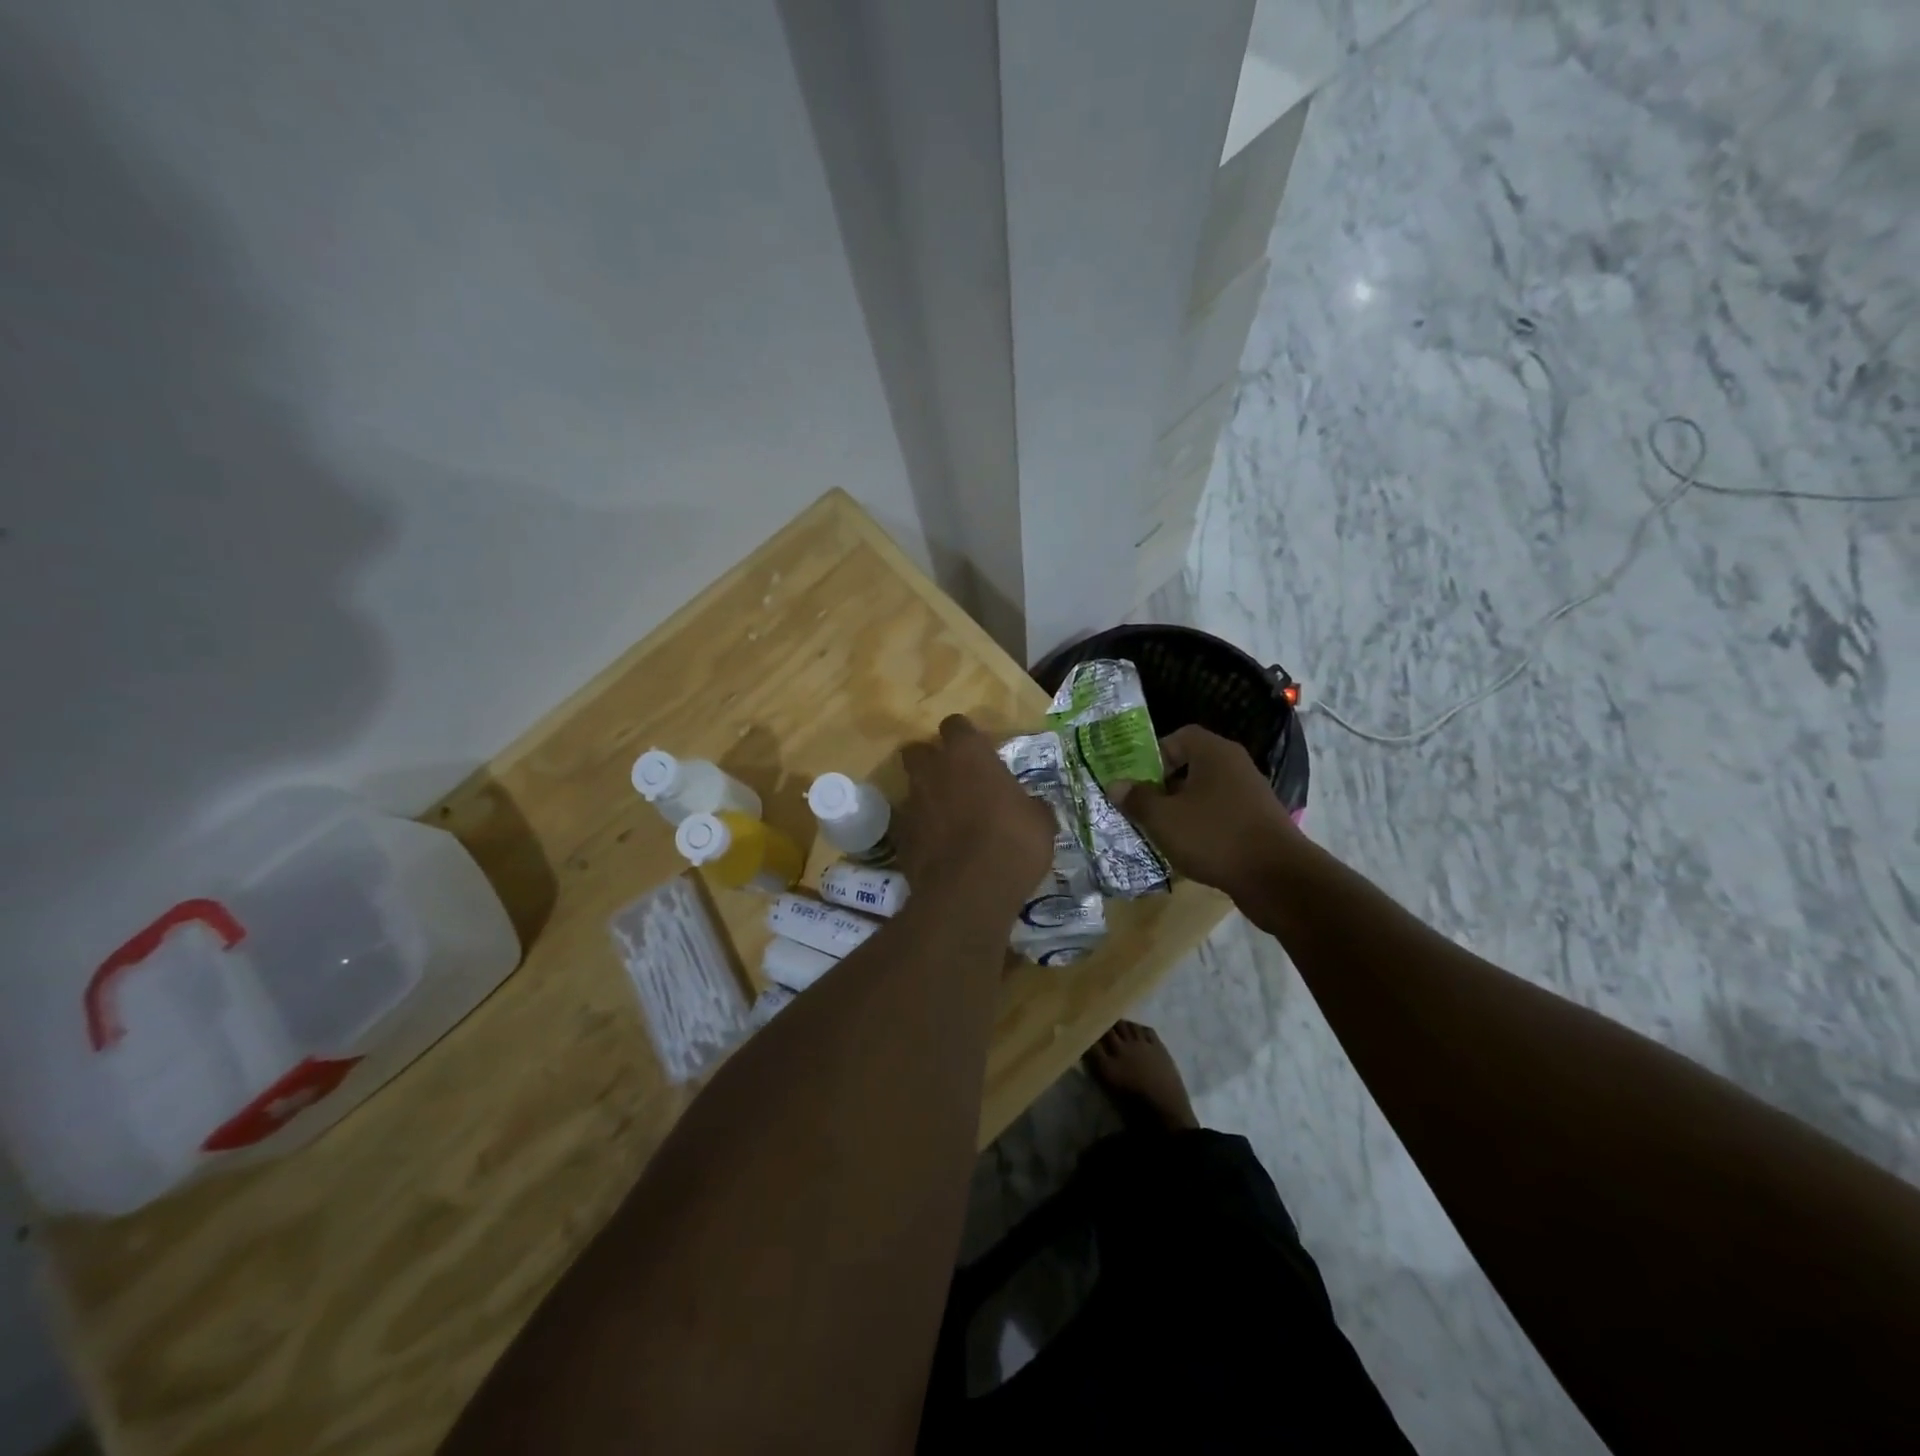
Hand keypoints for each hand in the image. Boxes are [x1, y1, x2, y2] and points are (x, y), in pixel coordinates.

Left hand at [896, 715, 1054, 907]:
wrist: (970, 891)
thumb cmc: (1013, 843)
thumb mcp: (1040, 822)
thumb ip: (1030, 805)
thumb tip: (1032, 807)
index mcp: (967, 754)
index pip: (956, 725)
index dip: (965, 738)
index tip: (978, 754)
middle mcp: (933, 770)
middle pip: (919, 750)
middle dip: (932, 761)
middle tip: (955, 781)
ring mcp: (911, 802)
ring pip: (912, 788)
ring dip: (927, 798)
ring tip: (948, 821)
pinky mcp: (900, 836)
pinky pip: (910, 824)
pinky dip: (921, 832)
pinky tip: (939, 849)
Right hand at [1114, 725, 1299, 898]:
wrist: (1277, 878)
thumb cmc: (1214, 836)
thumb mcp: (1163, 818)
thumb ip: (1136, 799)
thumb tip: (1115, 785)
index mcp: (1214, 753)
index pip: (1179, 737)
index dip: (1154, 755)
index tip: (1138, 782)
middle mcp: (1235, 766)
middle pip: (1191, 766)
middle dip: (1164, 787)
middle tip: (1143, 809)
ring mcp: (1250, 794)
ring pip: (1204, 793)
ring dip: (1182, 810)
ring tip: (1162, 833)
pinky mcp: (1257, 822)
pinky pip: (1220, 815)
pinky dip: (1203, 828)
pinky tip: (1190, 851)